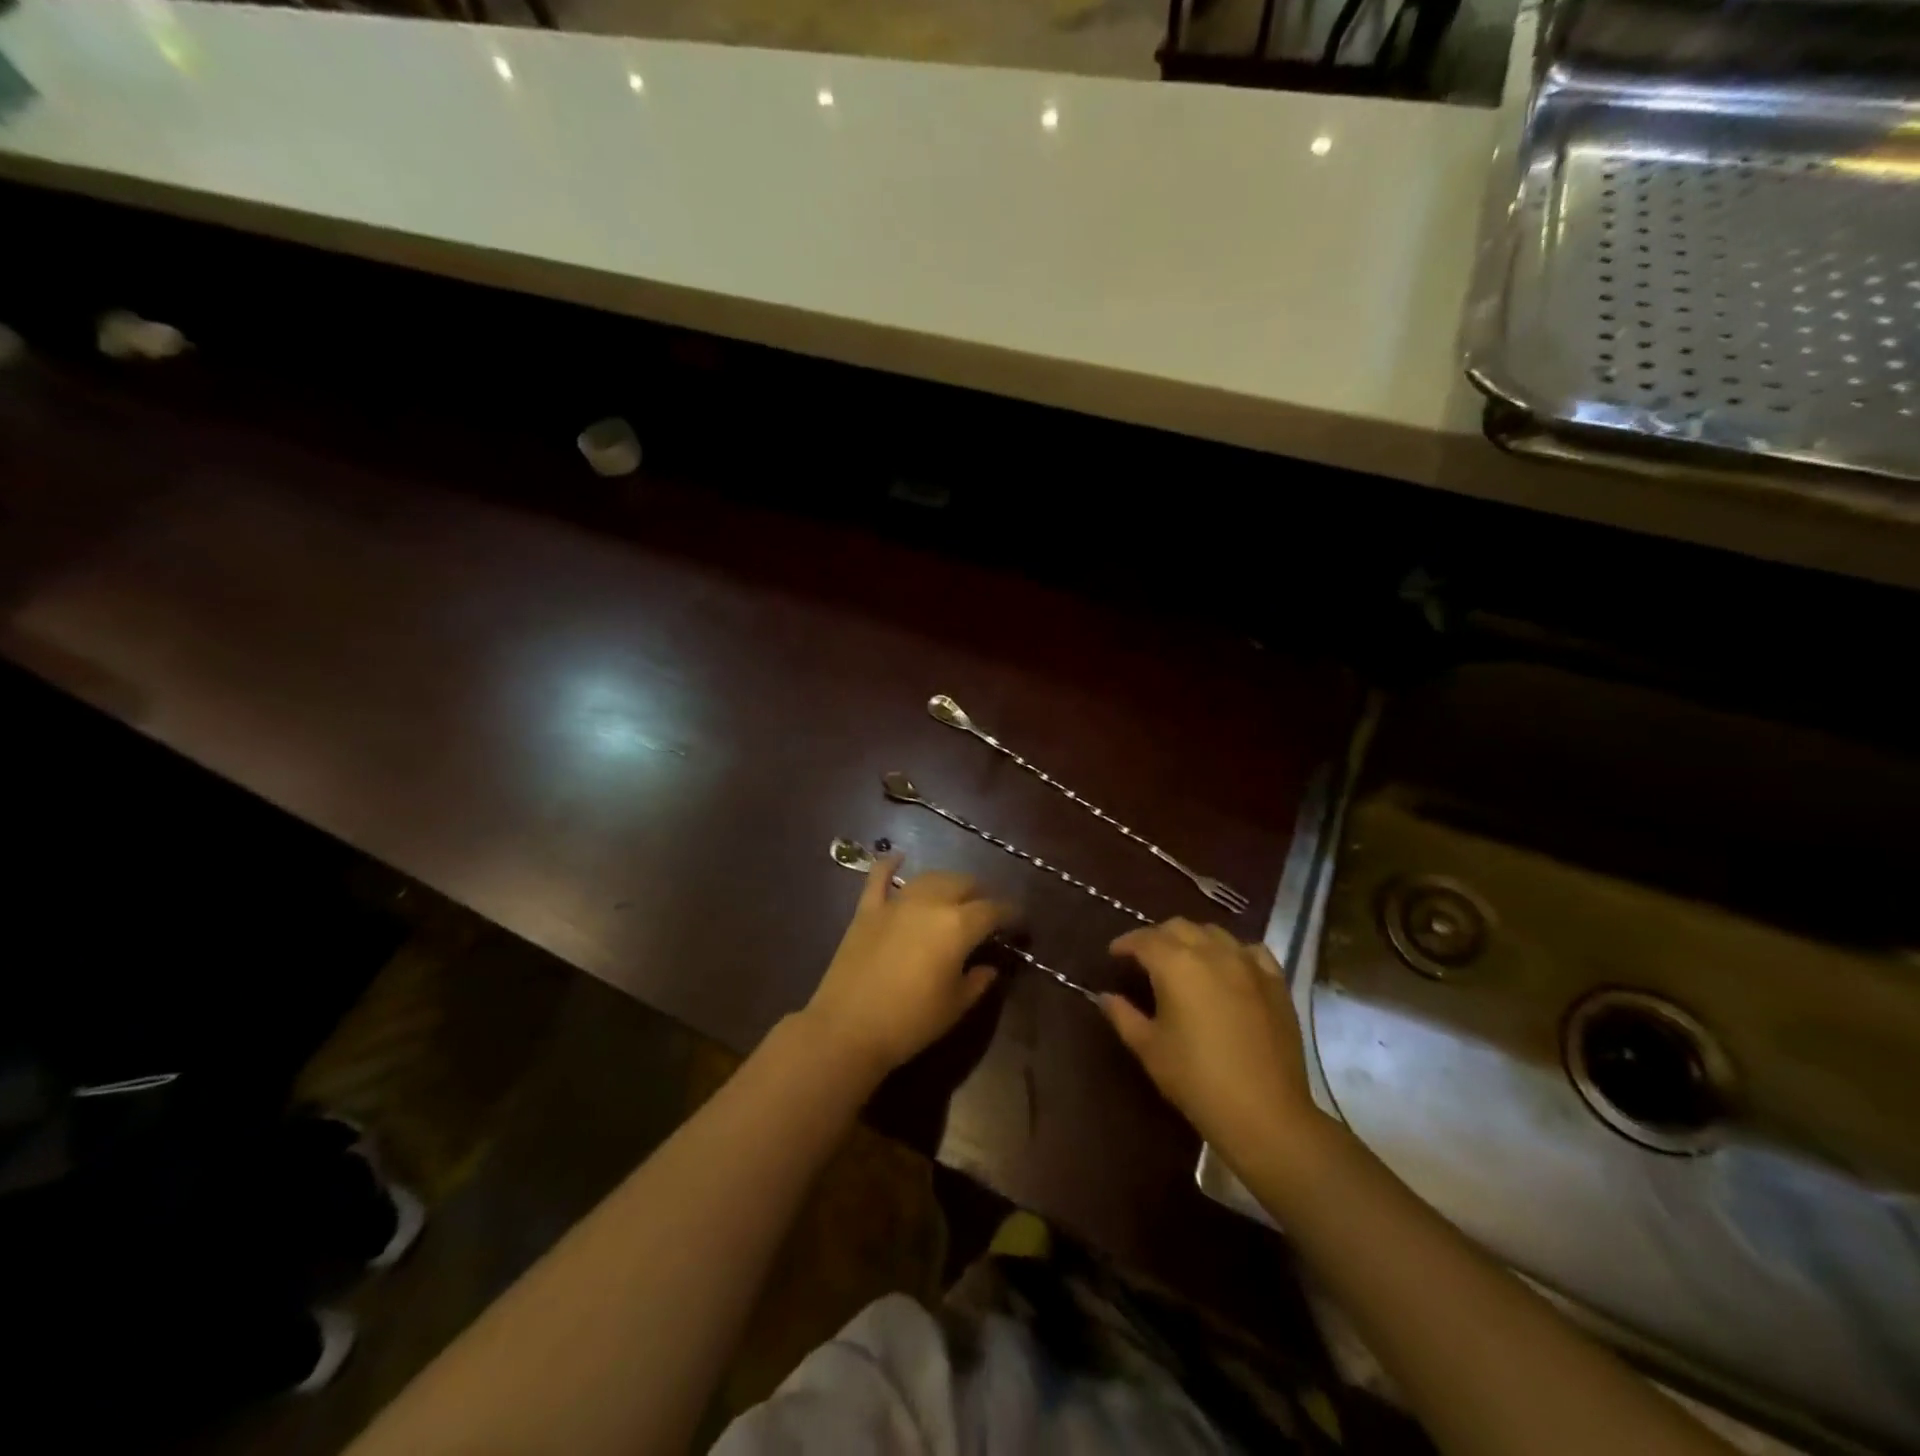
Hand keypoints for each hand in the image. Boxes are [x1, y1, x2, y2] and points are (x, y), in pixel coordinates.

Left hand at [803, 858, 1009, 1077]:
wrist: (847, 1028)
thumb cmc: (910, 1022)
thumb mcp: (955, 1006)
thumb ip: (978, 981)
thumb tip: (989, 967)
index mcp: (958, 926)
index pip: (993, 910)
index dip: (1010, 913)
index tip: (1019, 920)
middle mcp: (930, 903)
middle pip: (963, 884)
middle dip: (980, 893)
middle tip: (987, 911)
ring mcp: (896, 903)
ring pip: (929, 878)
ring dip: (947, 882)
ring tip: (955, 893)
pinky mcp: (867, 910)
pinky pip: (879, 878)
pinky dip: (889, 865)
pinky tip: (898, 857)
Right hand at [1102, 918, 1318, 1159]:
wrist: (1264, 1113)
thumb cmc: (1196, 1080)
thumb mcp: (1149, 1048)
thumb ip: (1122, 1015)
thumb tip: (1104, 996)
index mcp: (1175, 964)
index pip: (1143, 939)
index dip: (1125, 943)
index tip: (1114, 954)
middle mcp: (1211, 952)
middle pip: (1178, 927)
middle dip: (1157, 936)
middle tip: (1145, 957)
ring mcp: (1248, 964)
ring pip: (1214, 933)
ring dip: (1193, 939)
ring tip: (1184, 959)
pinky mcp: (1275, 982)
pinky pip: (1250, 951)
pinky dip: (1233, 951)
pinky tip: (1228, 967)